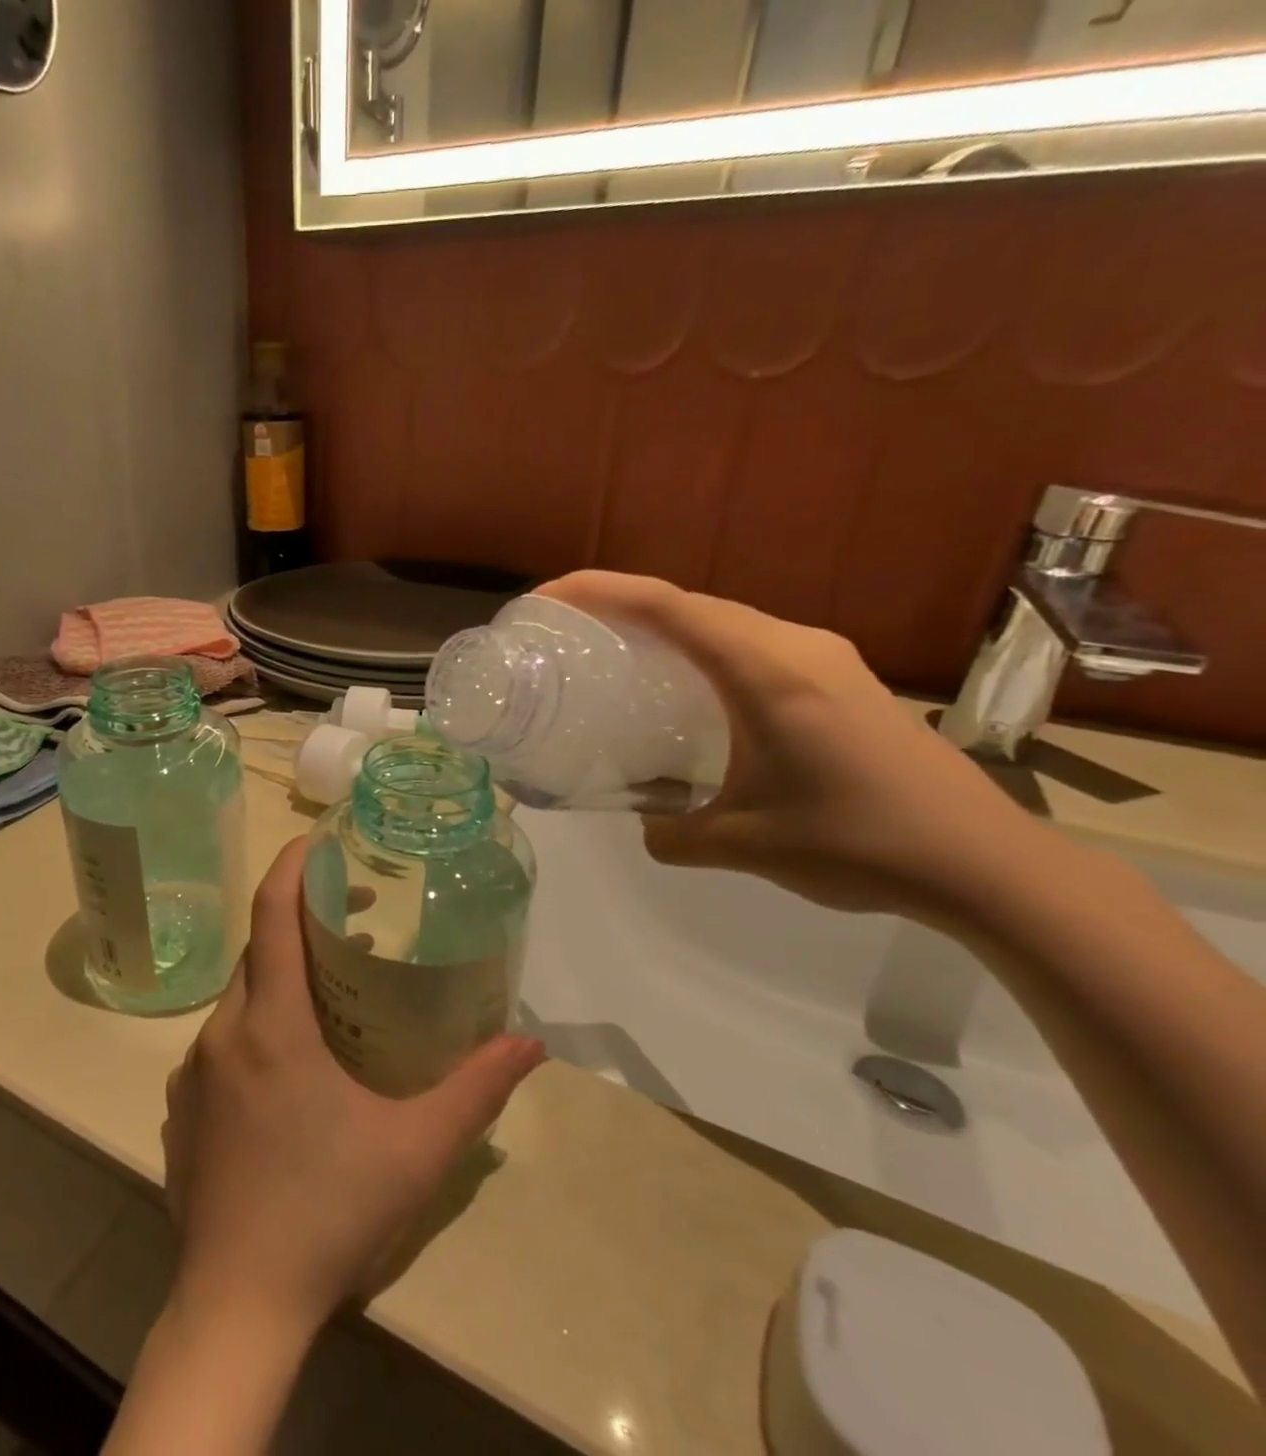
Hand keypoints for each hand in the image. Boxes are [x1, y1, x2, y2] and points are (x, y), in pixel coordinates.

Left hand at [161, 838, 545, 1337]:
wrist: (237, 1304)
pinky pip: (223, 1040)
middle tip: (353, 920)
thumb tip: (530, 1044)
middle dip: (301, 921)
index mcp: (272, 1024)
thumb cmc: (330, 1211)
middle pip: (258, 951)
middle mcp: (224, 1032)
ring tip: (332, 993)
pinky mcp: (183, 1106)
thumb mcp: (417, 1149)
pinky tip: (292, 1066)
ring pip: (240, 996)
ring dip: (281, 977)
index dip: (292, 865)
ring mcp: (195, 1070)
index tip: (319, 839)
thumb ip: (477, 1089)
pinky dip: (258, 1023)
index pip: (271, 914)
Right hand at [536, 572, 1044, 925]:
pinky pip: (753, 645)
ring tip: (617, 653)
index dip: (599, 591)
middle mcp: (796, 647)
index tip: (548, 599)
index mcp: (768, 671)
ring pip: (725, 621)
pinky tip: (688, 689)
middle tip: (568, 630)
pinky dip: (703, 650)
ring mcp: (826, 659)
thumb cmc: (859, 844)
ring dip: (666, 626)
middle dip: (623, 604)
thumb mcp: (743, 845)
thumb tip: (646, 827)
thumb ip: (674, 834)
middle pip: (692, 603)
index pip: (668, 607)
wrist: (984, 863)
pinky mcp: (841, 680)